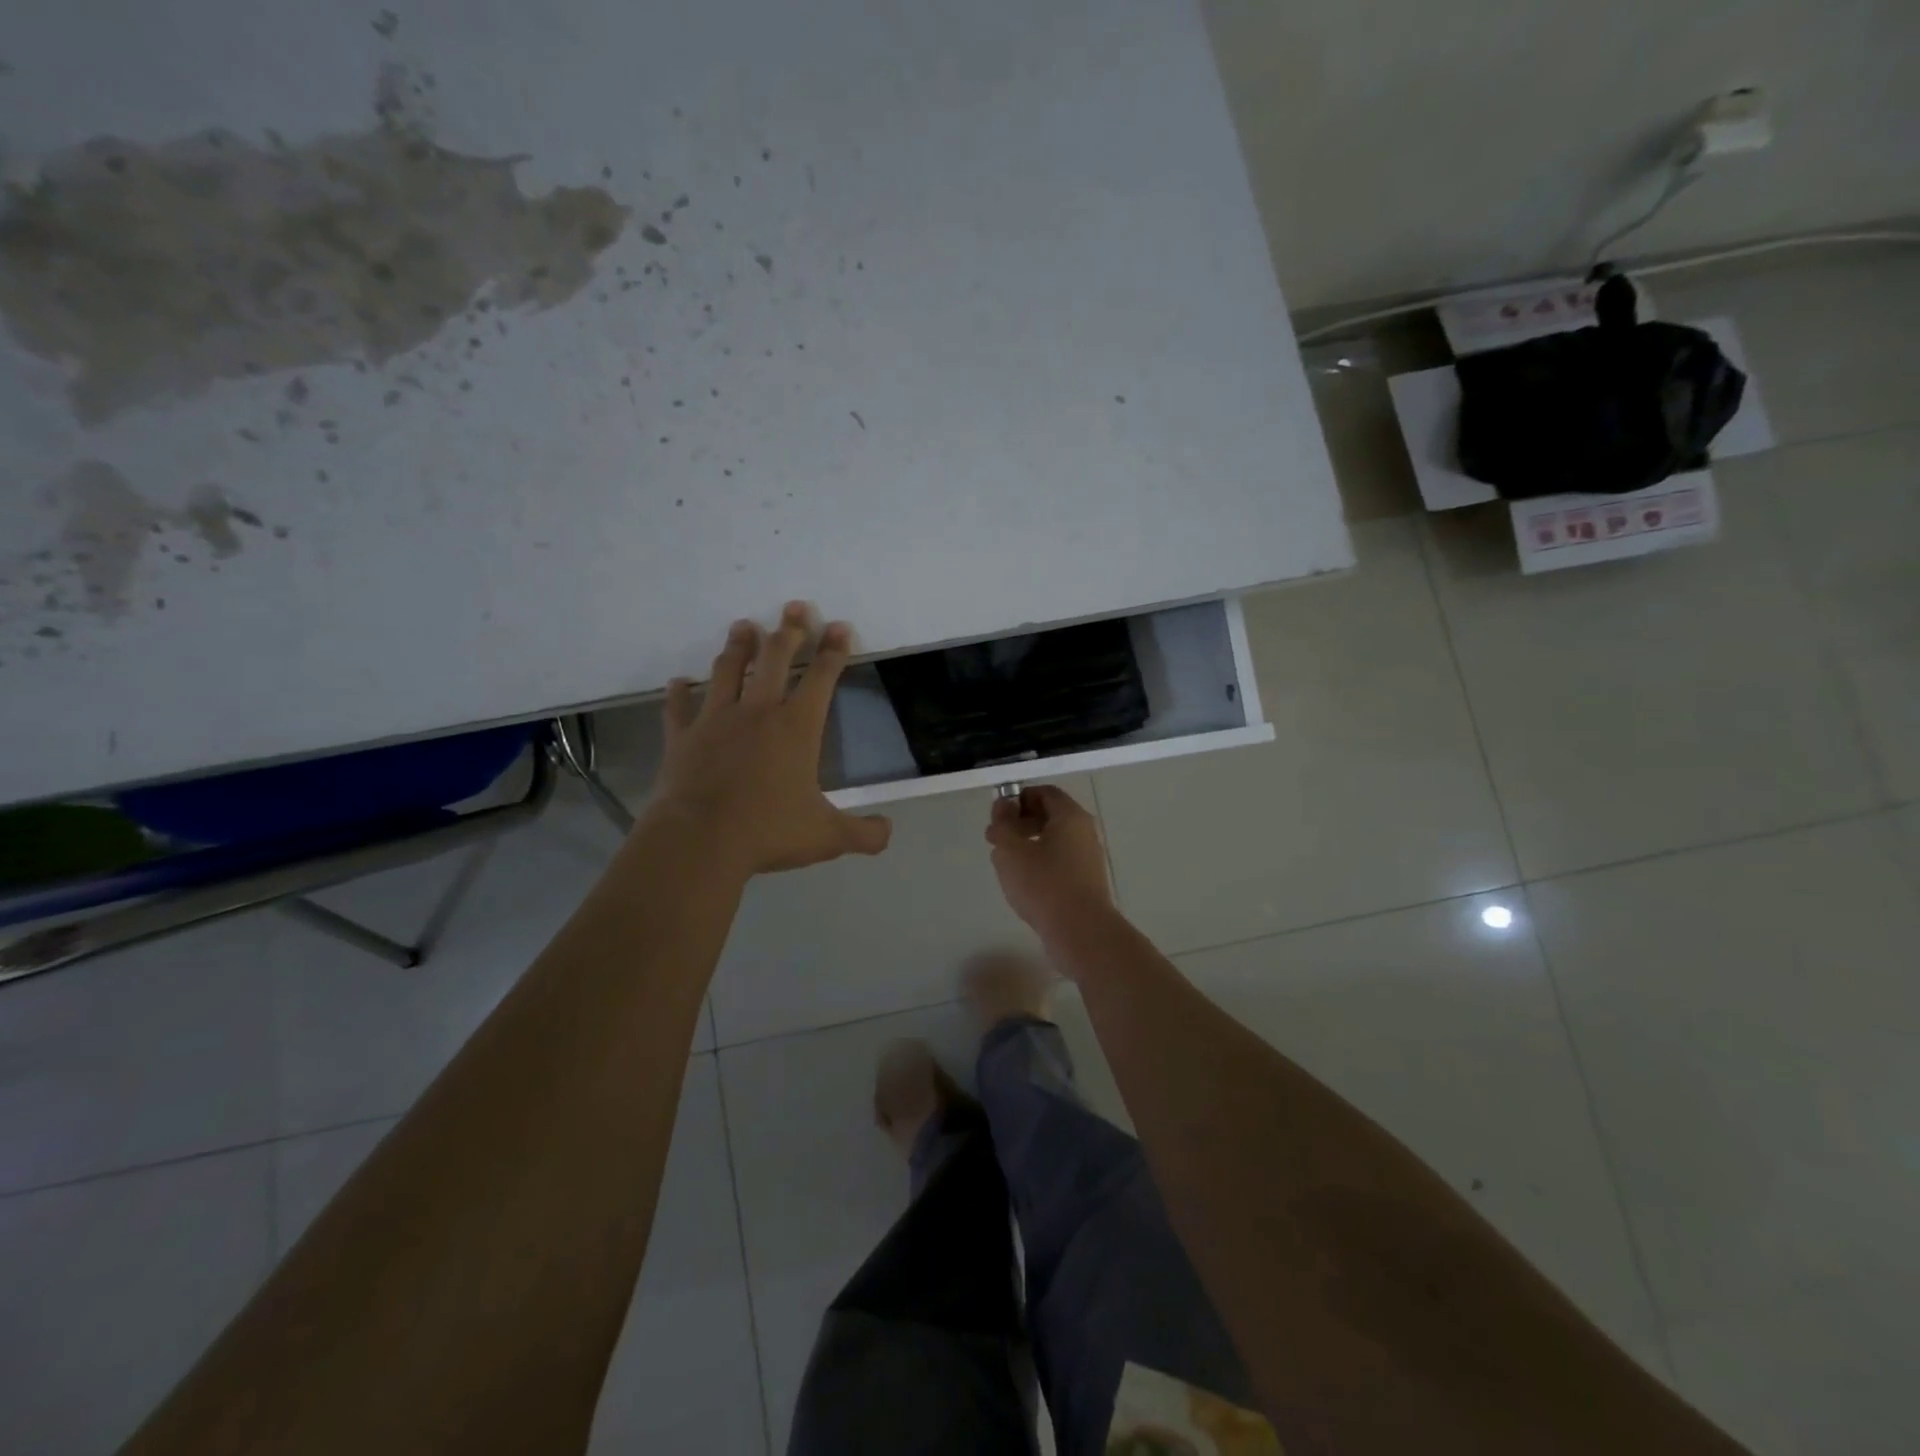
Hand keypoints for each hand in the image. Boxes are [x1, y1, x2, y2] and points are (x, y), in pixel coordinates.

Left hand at [648, 604, 891, 875]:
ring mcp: (716, 720)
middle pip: (775, 659)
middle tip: (794, 607)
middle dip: (789, 631)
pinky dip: (679, 692)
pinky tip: (678, 681)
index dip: (833, 650)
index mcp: (796, 727)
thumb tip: (888, 832)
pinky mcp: (682, 737)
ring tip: (743, 625)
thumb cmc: (768, 830)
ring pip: (728, 670)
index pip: (821, 678)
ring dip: (738, 646)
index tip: (838, 625)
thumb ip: (863, 834)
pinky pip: (679, 707)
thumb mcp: (827, 837)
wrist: (700, 839)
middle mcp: (758, 712)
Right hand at [985, 784, 1114, 943]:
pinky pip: (1060, 861)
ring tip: (1005, 864)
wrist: (1080, 931)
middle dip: (1020, 823)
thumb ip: (1003, 823)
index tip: (997, 817)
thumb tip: (1003, 806)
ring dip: (1027, 845)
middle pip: (1050, 815)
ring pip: (1054, 840)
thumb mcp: (1011, 849)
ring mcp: (1088, 857)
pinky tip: (1024, 883)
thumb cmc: (1043, 883)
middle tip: (995, 839)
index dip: (1018, 799)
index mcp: (1070, 815)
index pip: (1043, 792)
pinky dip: (1040, 863)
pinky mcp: (1086, 881)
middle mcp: (1084, 831)